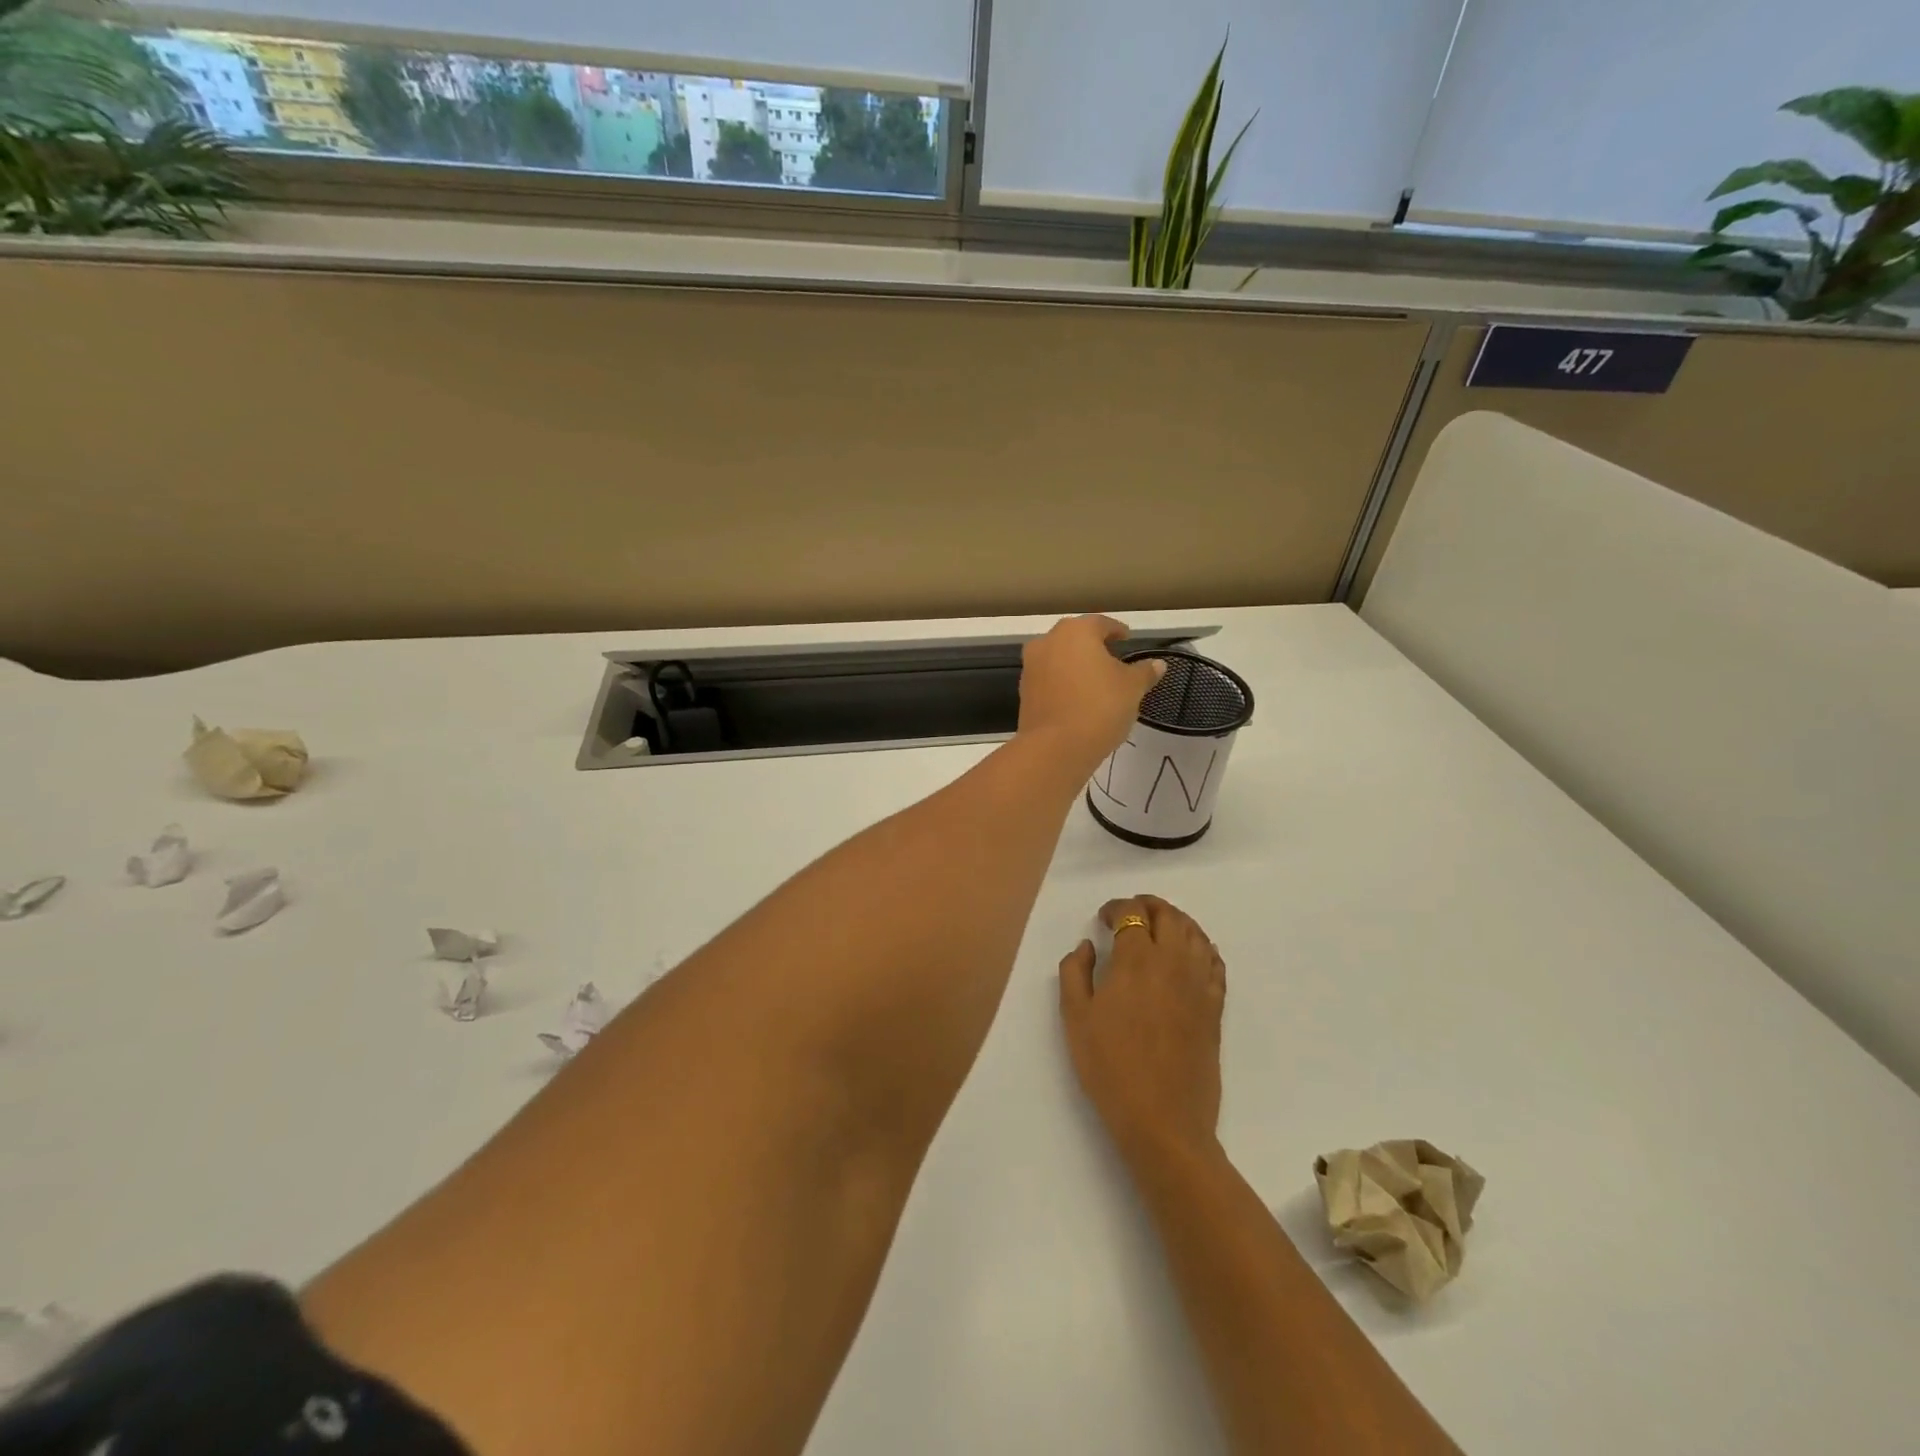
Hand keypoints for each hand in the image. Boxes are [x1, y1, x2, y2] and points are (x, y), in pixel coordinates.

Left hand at [1018, 616, 1164, 772]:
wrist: (1055, 747)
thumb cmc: (1100, 707)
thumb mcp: (1132, 688)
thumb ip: (1144, 672)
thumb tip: (1158, 664)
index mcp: (1076, 631)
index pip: (1100, 623)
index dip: (1116, 630)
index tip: (1126, 638)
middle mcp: (1048, 641)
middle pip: (1075, 638)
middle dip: (1093, 646)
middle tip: (1112, 658)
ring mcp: (1032, 666)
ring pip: (1059, 658)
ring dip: (1076, 665)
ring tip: (1096, 680)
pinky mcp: (1024, 692)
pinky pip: (1049, 679)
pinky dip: (1063, 683)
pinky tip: (1078, 698)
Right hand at [1059, 896, 1225, 1163]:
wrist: (1163, 1119)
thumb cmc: (1110, 1067)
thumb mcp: (1075, 1018)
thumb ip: (1075, 972)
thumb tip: (1087, 946)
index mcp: (1137, 959)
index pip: (1131, 913)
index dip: (1116, 907)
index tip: (1103, 918)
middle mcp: (1173, 961)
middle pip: (1168, 915)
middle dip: (1148, 904)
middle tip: (1131, 912)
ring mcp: (1199, 983)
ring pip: (1195, 933)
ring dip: (1176, 920)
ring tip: (1159, 926)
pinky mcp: (1215, 1007)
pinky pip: (1214, 962)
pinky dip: (1202, 946)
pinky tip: (1190, 953)